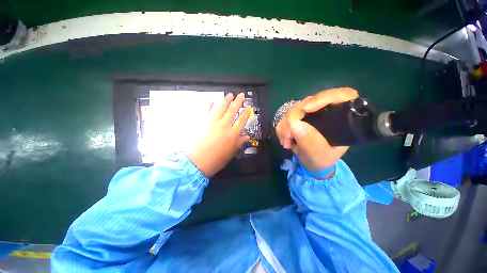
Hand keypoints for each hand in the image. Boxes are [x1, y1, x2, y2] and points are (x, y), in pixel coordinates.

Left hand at [189, 93, 250, 177]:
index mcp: (233, 134)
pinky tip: (210, 101)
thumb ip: (239, 142)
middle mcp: (224, 126)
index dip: (246, 112)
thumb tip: (246, 137)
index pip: (242, 120)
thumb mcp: (232, 152)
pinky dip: (208, 105)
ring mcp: (213, 123)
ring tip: (229, 95)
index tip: (248, 107)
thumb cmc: (217, 160)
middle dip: (238, 101)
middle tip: (240, 95)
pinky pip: (206, 111)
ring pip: (221, 108)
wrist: (199, 162)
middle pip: (232, 110)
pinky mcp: (203, 123)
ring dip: (226, 100)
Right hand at [276, 87, 358, 172]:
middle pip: (309, 101)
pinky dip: (282, 129)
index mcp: (342, 119)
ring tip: (287, 143)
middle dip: (293, 118)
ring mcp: (310, 113)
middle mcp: (326, 111)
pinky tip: (285, 141)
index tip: (305, 110)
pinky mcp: (298, 117)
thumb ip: (310, 142)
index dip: (323, 98)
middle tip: (288, 136)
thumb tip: (294, 124)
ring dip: (285, 126)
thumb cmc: (321, 160)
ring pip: (293, 109)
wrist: (310, 163)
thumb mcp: (320, 156)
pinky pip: (285, 117)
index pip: (341, 95)